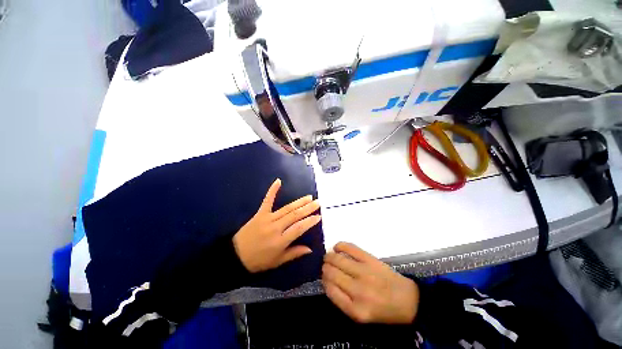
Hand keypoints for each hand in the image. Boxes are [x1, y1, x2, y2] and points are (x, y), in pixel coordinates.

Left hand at [233, 179, 320, 272]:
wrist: (235, 256)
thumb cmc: (258, 261)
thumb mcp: (277, 261)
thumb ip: (294, 253)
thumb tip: (310, 249)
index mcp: (280, 241)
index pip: (299, 228)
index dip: (310, 222)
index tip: (319, 216)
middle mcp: (275, 228)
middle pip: (295, 216)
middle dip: (308, 208)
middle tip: (317, 203)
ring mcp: (267, 218)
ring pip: (287, 208)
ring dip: (299, 202)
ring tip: (309, 197)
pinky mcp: (260, 213)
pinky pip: (267, 200)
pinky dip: (273, 190)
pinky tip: (278, 181)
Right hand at [322, 242, 419, 323]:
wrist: (407, 300)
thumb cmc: (382, 310)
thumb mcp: (360, 315)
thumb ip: (342, 300)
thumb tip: (327, 280)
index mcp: (355, 309)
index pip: (329, 290)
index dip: (324, 281)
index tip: (325, 277)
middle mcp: (358, 291)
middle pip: (331, 273)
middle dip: (325, 268)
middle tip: (326, 266)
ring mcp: (364, 272)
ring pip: (337, 259)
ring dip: (329, 256)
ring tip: (328, 257)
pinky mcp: (370, 259)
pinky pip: (350, 248)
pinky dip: (340, 245)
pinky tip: (337, 248)